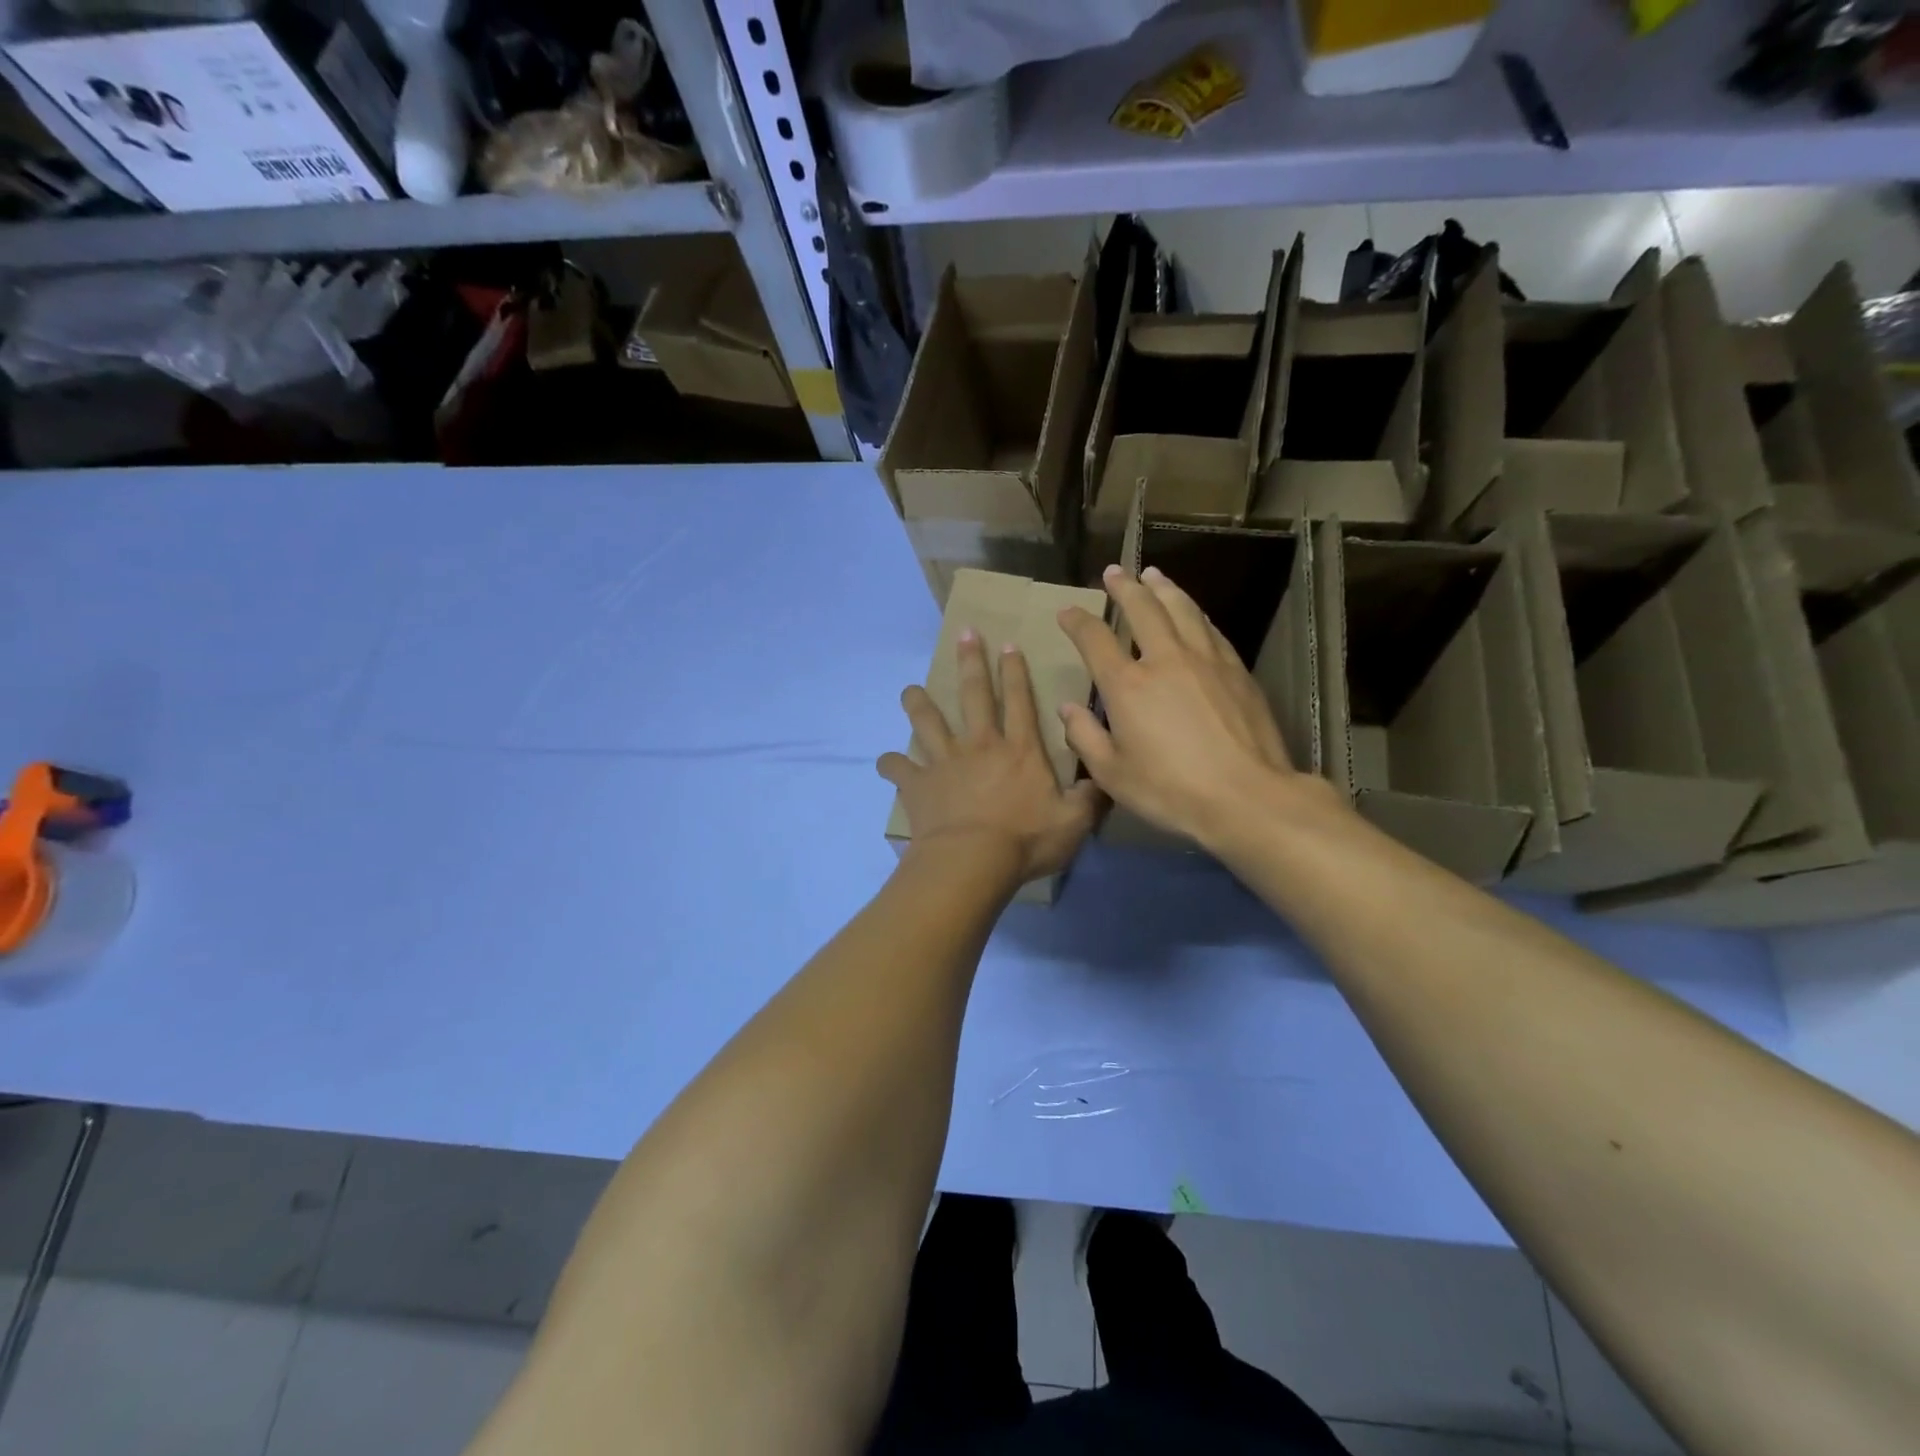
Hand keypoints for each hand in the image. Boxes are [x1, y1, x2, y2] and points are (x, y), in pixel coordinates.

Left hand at [878, 631, 1105, 885]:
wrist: (972, 862)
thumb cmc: (1025, 841)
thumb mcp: (1073, 822)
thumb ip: (1090, 798)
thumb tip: (1105, 780)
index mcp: (1019, 750)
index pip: (1020, 702)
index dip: (1016, 672)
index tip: (1009, 645)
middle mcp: (980, 746)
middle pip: (974, 696)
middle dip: (971, 663)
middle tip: (964, 634)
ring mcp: (944, 762)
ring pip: (928, 722)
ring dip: (918, 703)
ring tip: (910, 690)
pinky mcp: (918, 784)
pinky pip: (898, 768)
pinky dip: (890, 763)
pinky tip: (886, 762)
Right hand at [1057, 565, 1343, 848]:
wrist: (1246, 796)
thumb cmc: (1170, 790)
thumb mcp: (1112, 775)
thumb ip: (1084, 737)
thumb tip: (1067, 708)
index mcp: (1127, 685)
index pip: (1095, 639)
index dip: (1078, 622)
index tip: (1067, 612)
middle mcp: (1165, 660)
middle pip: (1142, 609)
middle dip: (1124, 587)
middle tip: (1114, 572)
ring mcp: (1205, 660)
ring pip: (1181, 609)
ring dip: (1163, 588)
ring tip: (1153, 574)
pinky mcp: (1236, 670)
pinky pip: (1210, 628)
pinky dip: (1195, 613)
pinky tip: (1193, 611)